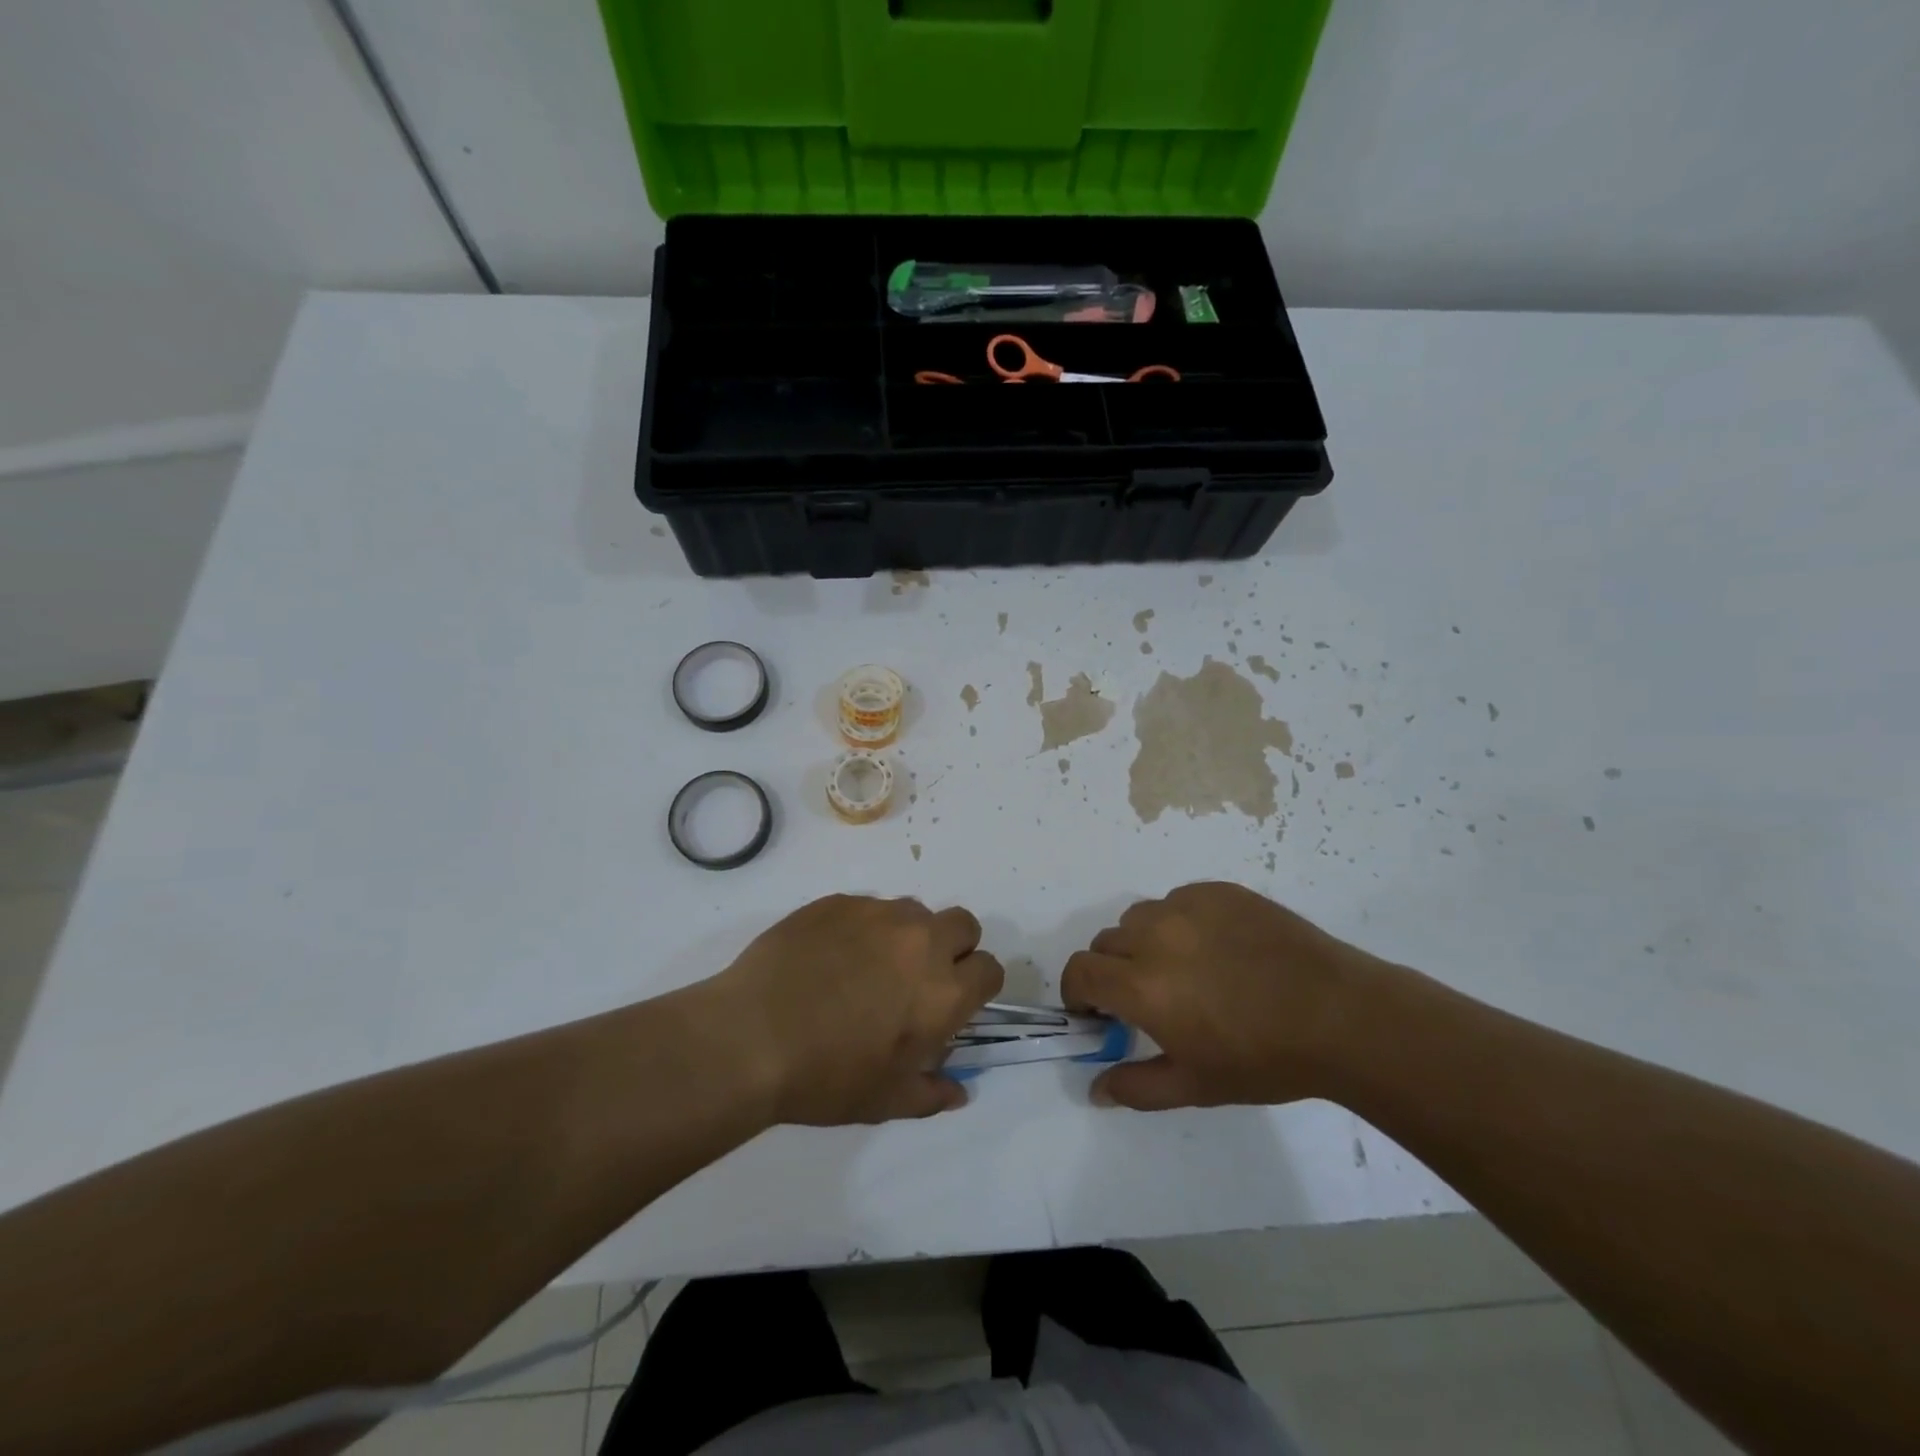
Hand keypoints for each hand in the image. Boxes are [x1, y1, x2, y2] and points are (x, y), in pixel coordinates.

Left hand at [712, 894, 1002, 1125]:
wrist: (751, 1037)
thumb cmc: (826, 1077)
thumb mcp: (885, 1101)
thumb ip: (932, 1093)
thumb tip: (959, 1091)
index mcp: (943, 991)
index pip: (990, 969)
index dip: (977, 985)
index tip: (954, 1002)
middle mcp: (921, 941)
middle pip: (963, 925)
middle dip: (953, 947)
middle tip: (917, 978)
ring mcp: (878, 914)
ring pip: (914, 911)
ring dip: (906, 935)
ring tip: (867, 966)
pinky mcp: (839, 902)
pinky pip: (867, 907)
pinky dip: (861, 928)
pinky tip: (828, 957)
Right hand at [1061, 882, 1385, 1110]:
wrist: (1340, 1016)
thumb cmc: (1264, 1059)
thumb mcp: (1195, 1086)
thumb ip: (1136, 1087)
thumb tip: (1095, 1088)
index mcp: (1141, 984)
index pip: (1079, 971)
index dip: (1077, 993)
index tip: (1096, 1013)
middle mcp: (1154, 935)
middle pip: (1106, 942)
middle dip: (1111, 971)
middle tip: (1143, 998)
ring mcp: (1187, 906)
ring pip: (1139, 918)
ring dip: (1143, 943)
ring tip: (1181, 969)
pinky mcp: (1218, 892)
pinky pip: (1178, 901)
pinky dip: (1179, 923)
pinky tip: (1215, 949)